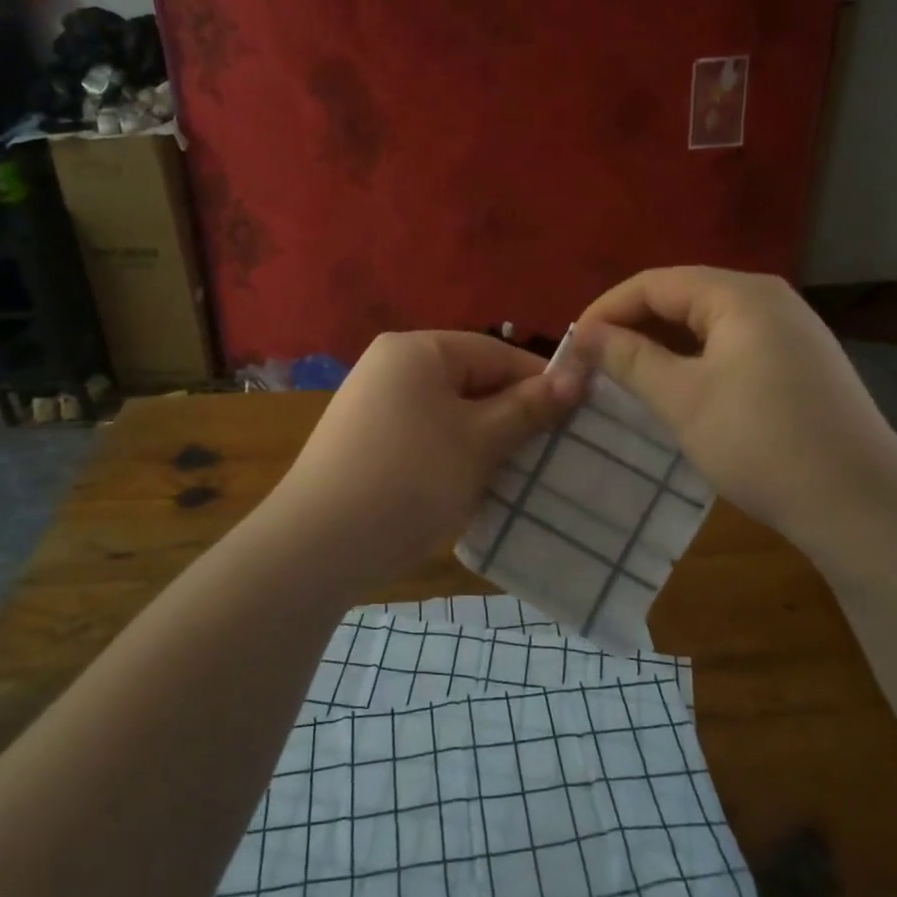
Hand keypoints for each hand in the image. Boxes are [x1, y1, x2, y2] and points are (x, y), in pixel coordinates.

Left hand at [266, 332, 583, 592]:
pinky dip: (452, 455)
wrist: (317, 546)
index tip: (578, 415)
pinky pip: (424, 436)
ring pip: (449, 413)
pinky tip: (470, 486)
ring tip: (517, 473)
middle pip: (471, 381)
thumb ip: (529, 407)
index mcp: (416, 350)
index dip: (540, 382)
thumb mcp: (480, 441)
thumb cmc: (410, 479)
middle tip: (550, 450)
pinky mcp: (365, 442)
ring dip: (484, 440)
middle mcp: (390, 367)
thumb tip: (578, 375)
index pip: (495, 353)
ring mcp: (372, 405)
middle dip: (511, 415)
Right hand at [572, 267, 896, 554]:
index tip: (573, 346)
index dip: (607, 309)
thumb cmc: (761, 442)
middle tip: (595, 362)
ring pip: (707, 323)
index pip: (655, 283)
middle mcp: (769, 299)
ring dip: (662, 344)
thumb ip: (630, 358)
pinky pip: (732, 344)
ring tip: (626, 375)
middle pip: (683, 296)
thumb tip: (586, 334)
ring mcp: (791, 330)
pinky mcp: (800, 362)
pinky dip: (695, 359)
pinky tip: (678, 388)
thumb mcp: (682, 399)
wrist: (860, 505)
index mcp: (740, 294)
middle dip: (633, 325)